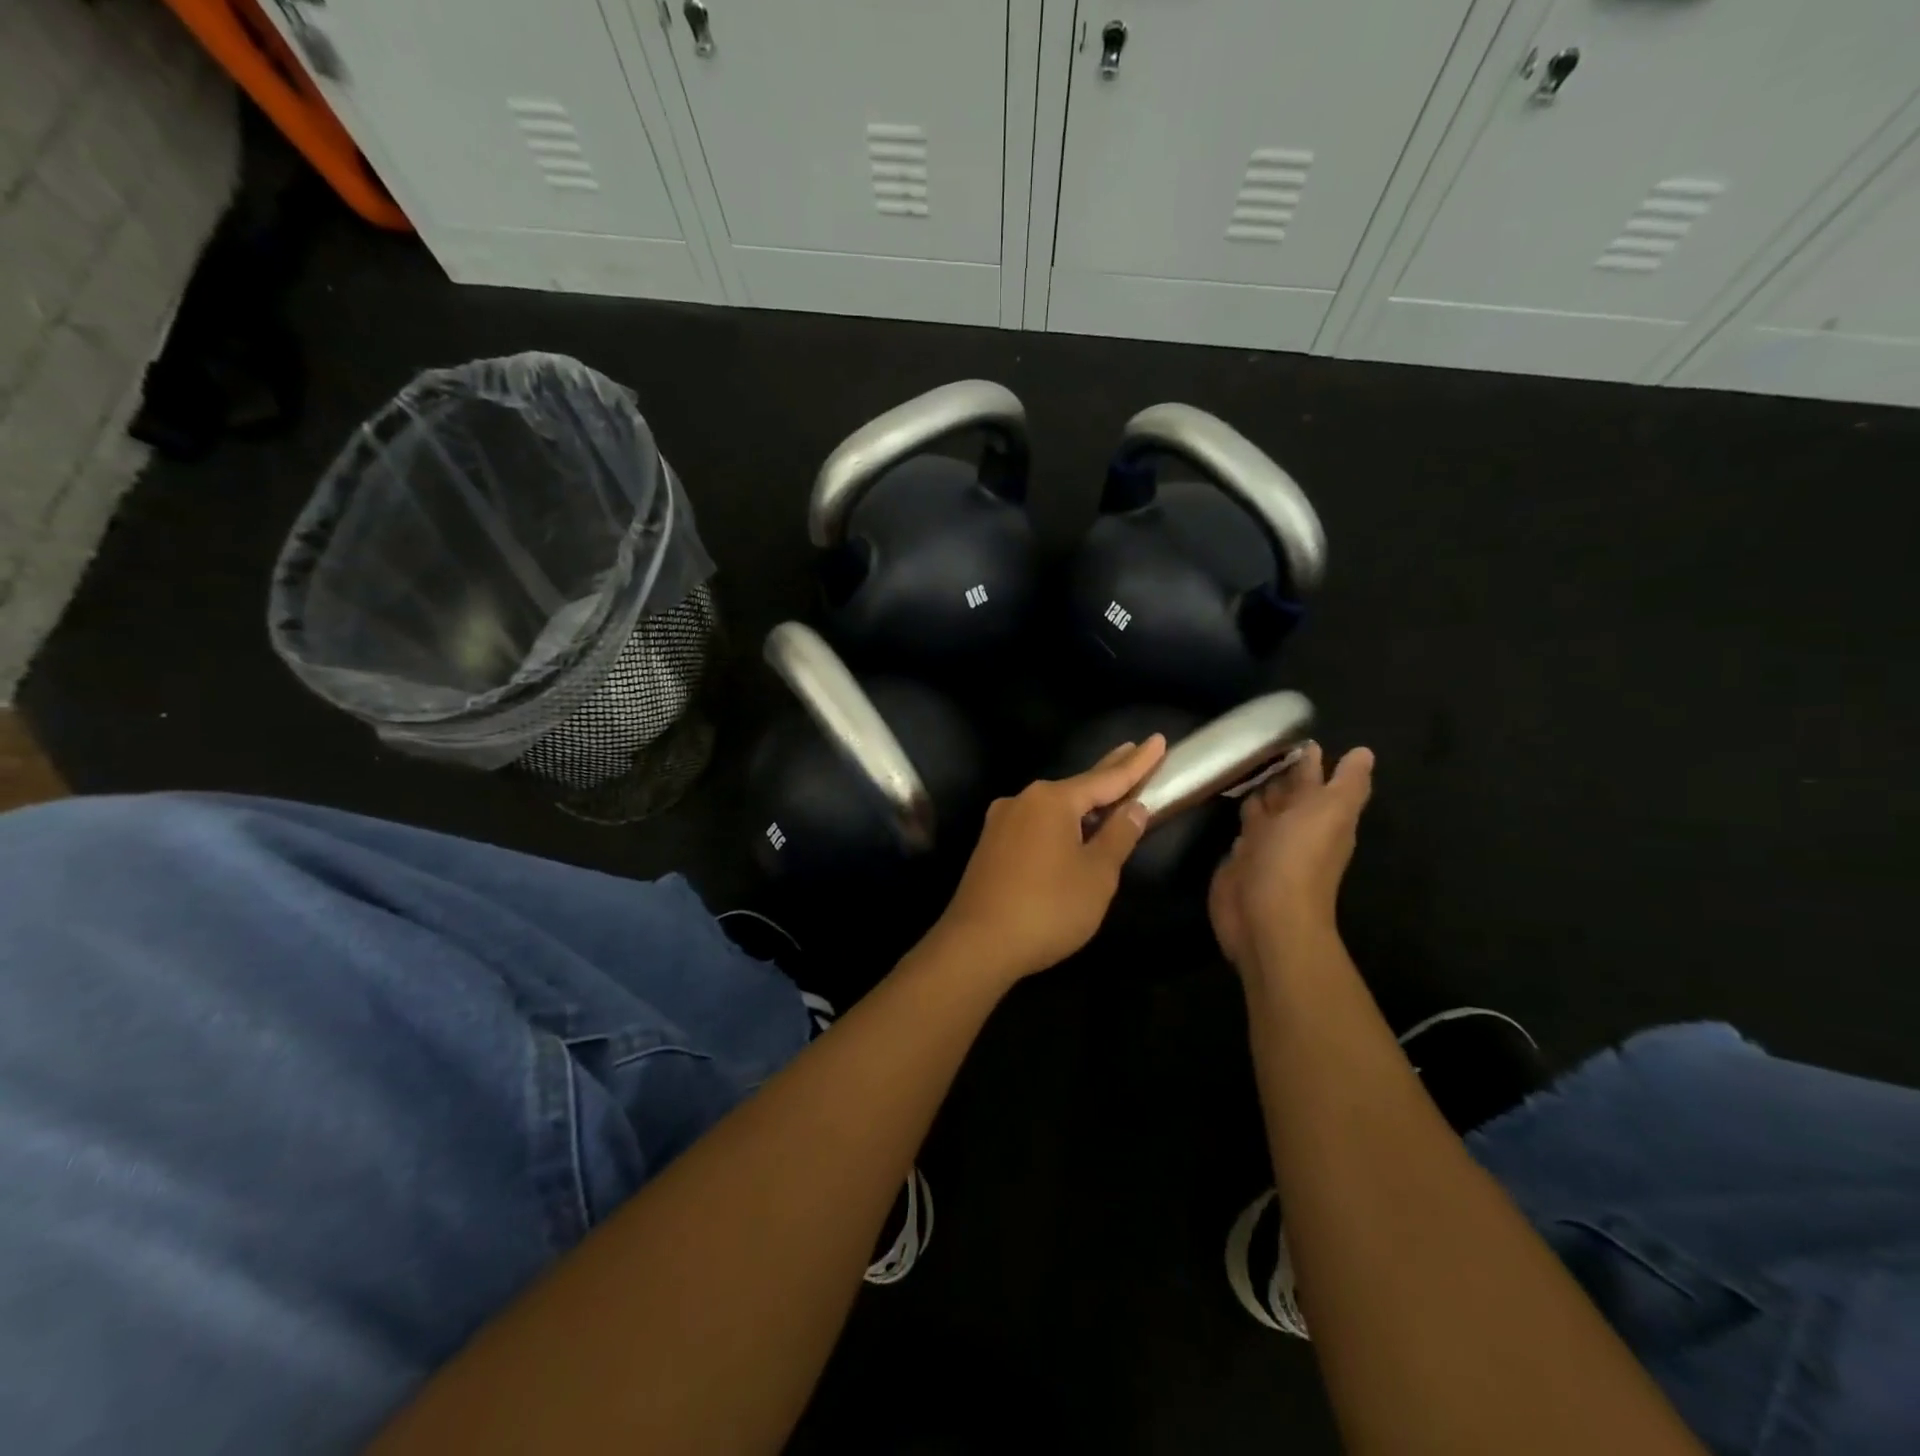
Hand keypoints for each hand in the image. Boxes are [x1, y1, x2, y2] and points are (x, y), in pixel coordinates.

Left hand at [932, 738, 1166, 984]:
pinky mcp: (991, 844)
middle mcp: (1024, 800)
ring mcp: (1002, 821)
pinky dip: (1059, 821)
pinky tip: (1070, 828)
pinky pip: (1035, 823)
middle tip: (1133, 750)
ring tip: (1107, 793)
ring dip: (1081, 801)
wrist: (978, 943)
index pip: (1107, 777)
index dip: (1137, 763)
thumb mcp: (1097, 874)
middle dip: (1108, 771)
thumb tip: (1134, 807)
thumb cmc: (1048, 907)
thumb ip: (1118, 836)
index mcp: (1052, 800)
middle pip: (1077, 785)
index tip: (1158, 740)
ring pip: (1053, 805)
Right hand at [1208, 742, 1373, 976]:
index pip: (1315, 779)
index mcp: (1320, 814)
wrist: (1266, 916)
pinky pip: (1241, 828)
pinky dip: (1239, 813)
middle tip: (1261, 740)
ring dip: (1258, 789)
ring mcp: (1265, 843)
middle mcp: (1294, 826)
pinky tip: (1228, 799)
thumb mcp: (1331, 813)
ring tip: (1243, 760)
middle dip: (1279, 769)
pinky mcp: (1239, 858)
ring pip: (1263, 808)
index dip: (1308, 758)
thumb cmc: (1297, 859)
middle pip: (1288, 792)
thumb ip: (1347, 783)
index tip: (1293, 731)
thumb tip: (1363, 753)